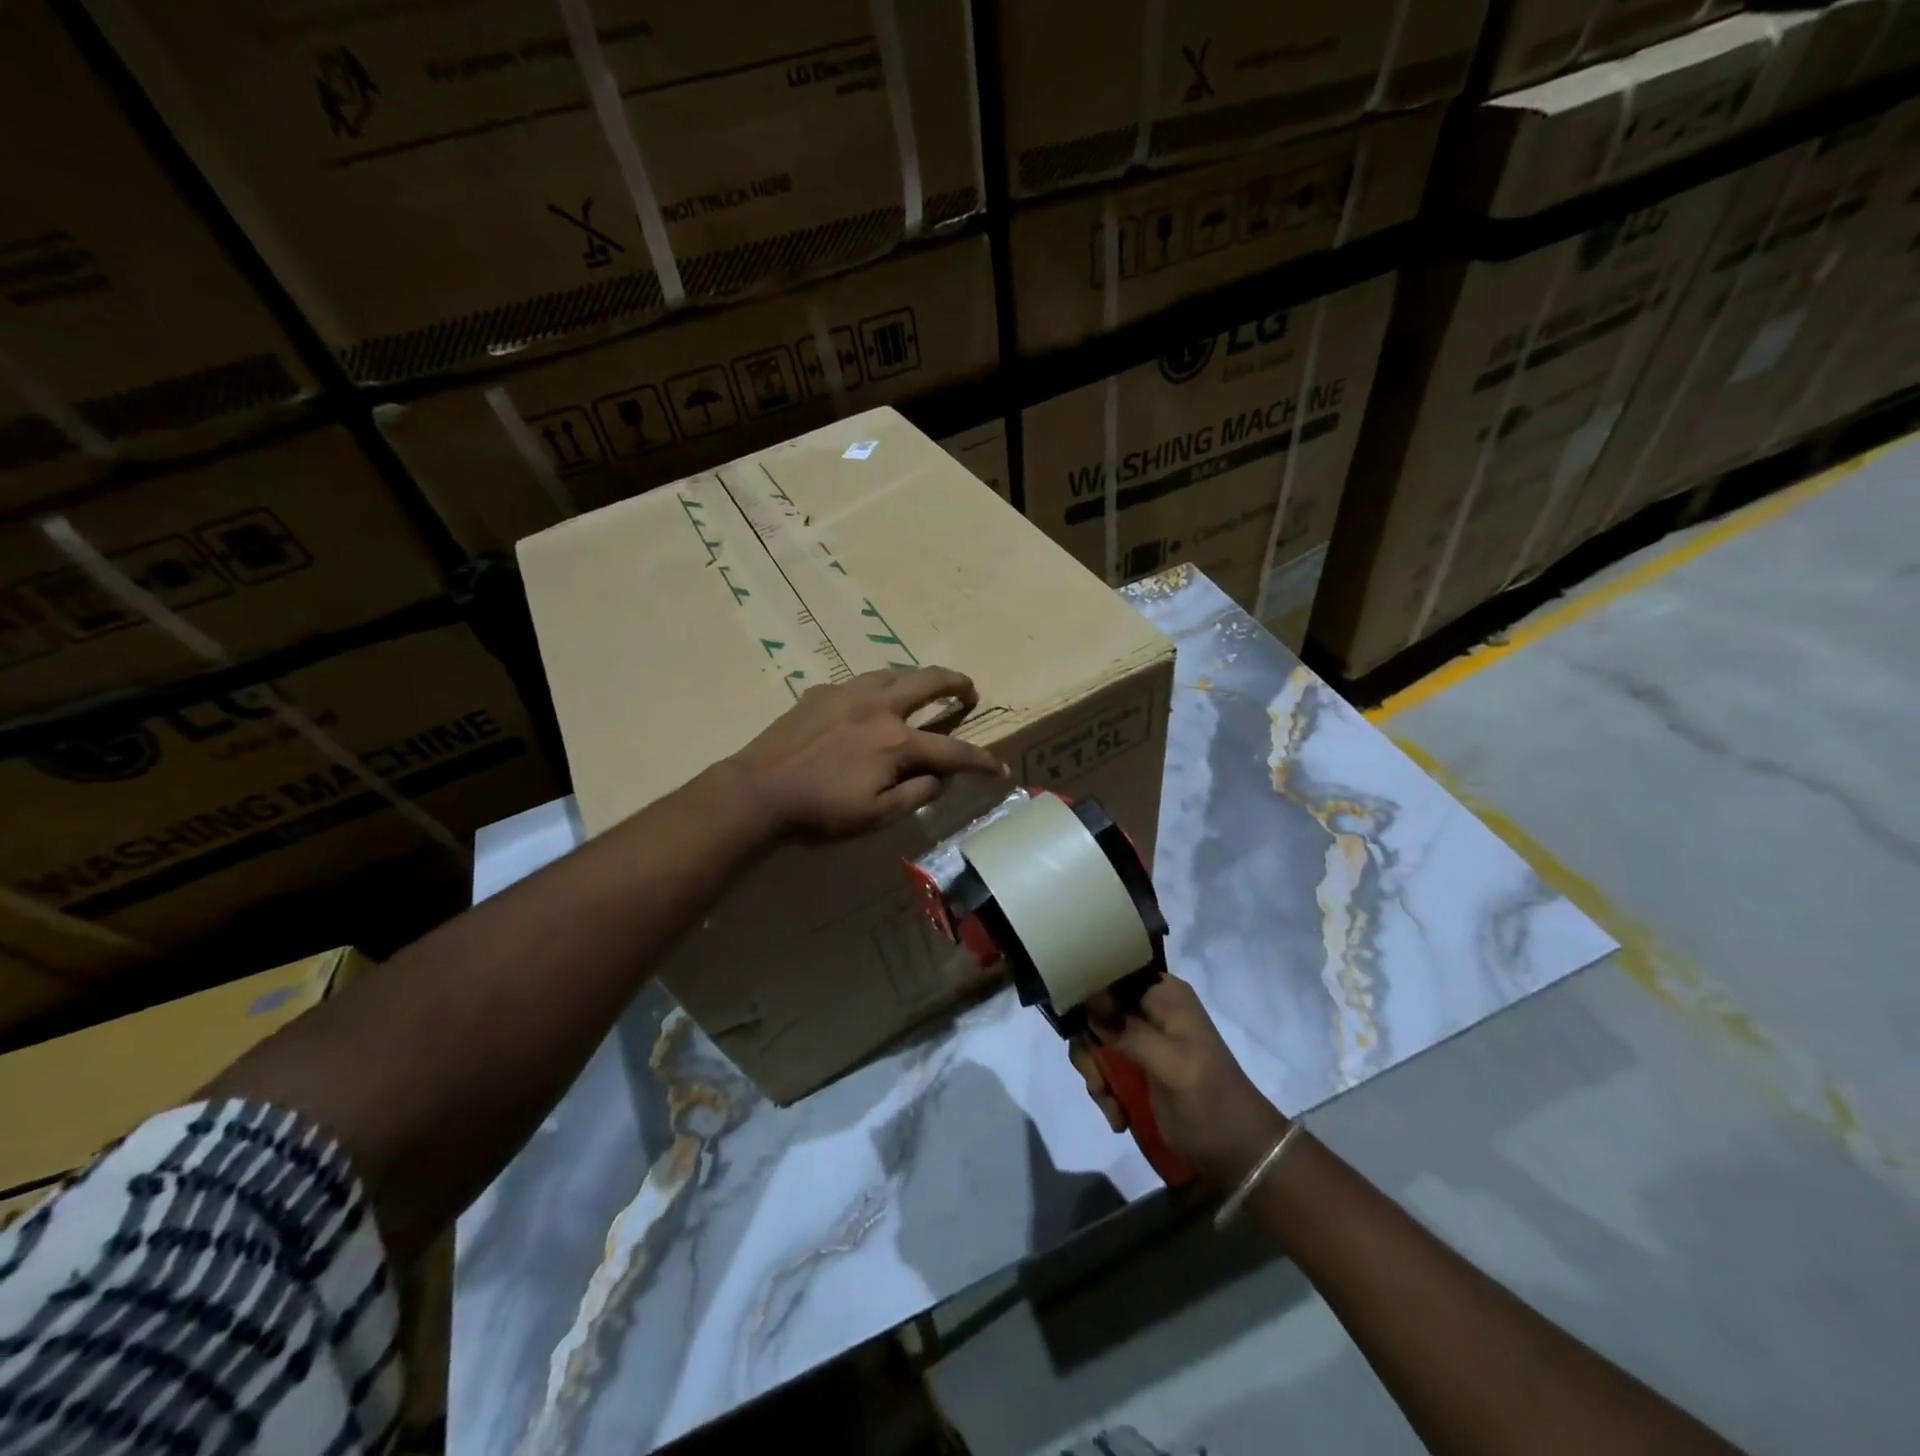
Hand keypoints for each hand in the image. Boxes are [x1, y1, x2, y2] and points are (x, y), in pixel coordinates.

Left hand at [728, 667, 1006, 840]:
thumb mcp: (876, 816)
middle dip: (957, 683)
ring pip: (893, 673)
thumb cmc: (820, 811)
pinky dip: (876, 689)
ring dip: (916, 678)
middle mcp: (879, 708)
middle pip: (929, 682)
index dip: (981, 761)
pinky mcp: (821, 693)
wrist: (759, 791)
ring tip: (922, 688)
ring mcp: (848, 694)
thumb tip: (941, 778)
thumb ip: (916, 794)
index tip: (999, 769)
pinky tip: (867, 703)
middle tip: (969, 690)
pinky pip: (858, 683)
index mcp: (896, 743)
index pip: (953, 751)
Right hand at [1070, 974, 1289, 1191]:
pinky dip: (1105, 1091)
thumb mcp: (1173, 1067)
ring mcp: (1142, 1038)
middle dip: (1090, 1049)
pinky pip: (1105, 1066)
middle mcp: (1150, 1008)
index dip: (1087, 994)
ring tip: (1112, 1108)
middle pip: (1095, 1010)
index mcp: (1163, 994)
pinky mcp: (1138, 1067)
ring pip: (1095, 1040)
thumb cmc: (1212, 1105)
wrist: (1242, 1158)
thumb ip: (1131, 1031)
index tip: (1081, 1029)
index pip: (1110, 973)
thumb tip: (1089, 998)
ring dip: (1096, 1075)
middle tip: (1099, 1084)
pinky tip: (1119, 1118)